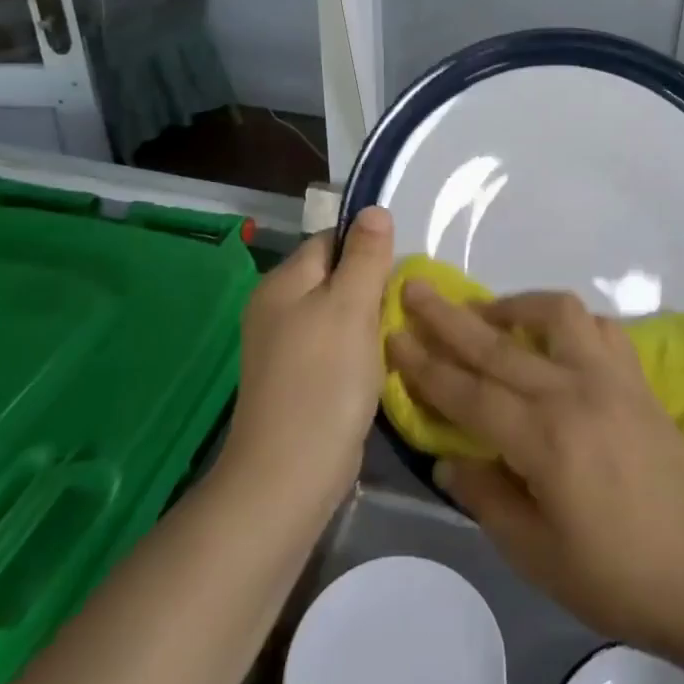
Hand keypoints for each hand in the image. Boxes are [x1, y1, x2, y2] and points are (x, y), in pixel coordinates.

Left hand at [223, 208, 393, 507]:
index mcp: (283, 282)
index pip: (331, 240)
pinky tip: (378, 365)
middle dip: (371, 286)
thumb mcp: (351, 307)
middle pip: (334, 276)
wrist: (290, 473)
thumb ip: (365, 256)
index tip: (401, 271)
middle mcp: (276, 307)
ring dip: (368, 321)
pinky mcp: (296, 379)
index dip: (368, 248)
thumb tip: (374, 209)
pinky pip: (333, 346)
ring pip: (337, 314)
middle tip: (406, 305)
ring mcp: (284, 346)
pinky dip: (357, 350)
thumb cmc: (324, 380)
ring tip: (398, 335)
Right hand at [389, 287, 683, 660]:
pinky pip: (600, 328)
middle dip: (449, 316)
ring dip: (514, 305)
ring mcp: (612, 378)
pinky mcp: (638, 379)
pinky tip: (552, 337)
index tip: (393, 333)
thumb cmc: (617, 577)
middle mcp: (575, 392)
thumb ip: (487, 497)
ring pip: (556, 314)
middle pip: (499, 344)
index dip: (425, 365)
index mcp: (545, 440)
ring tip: (487, 313)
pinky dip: (569, 322)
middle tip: (415, 287)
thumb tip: (449, 458)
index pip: (469, 392)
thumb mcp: (536, 556)